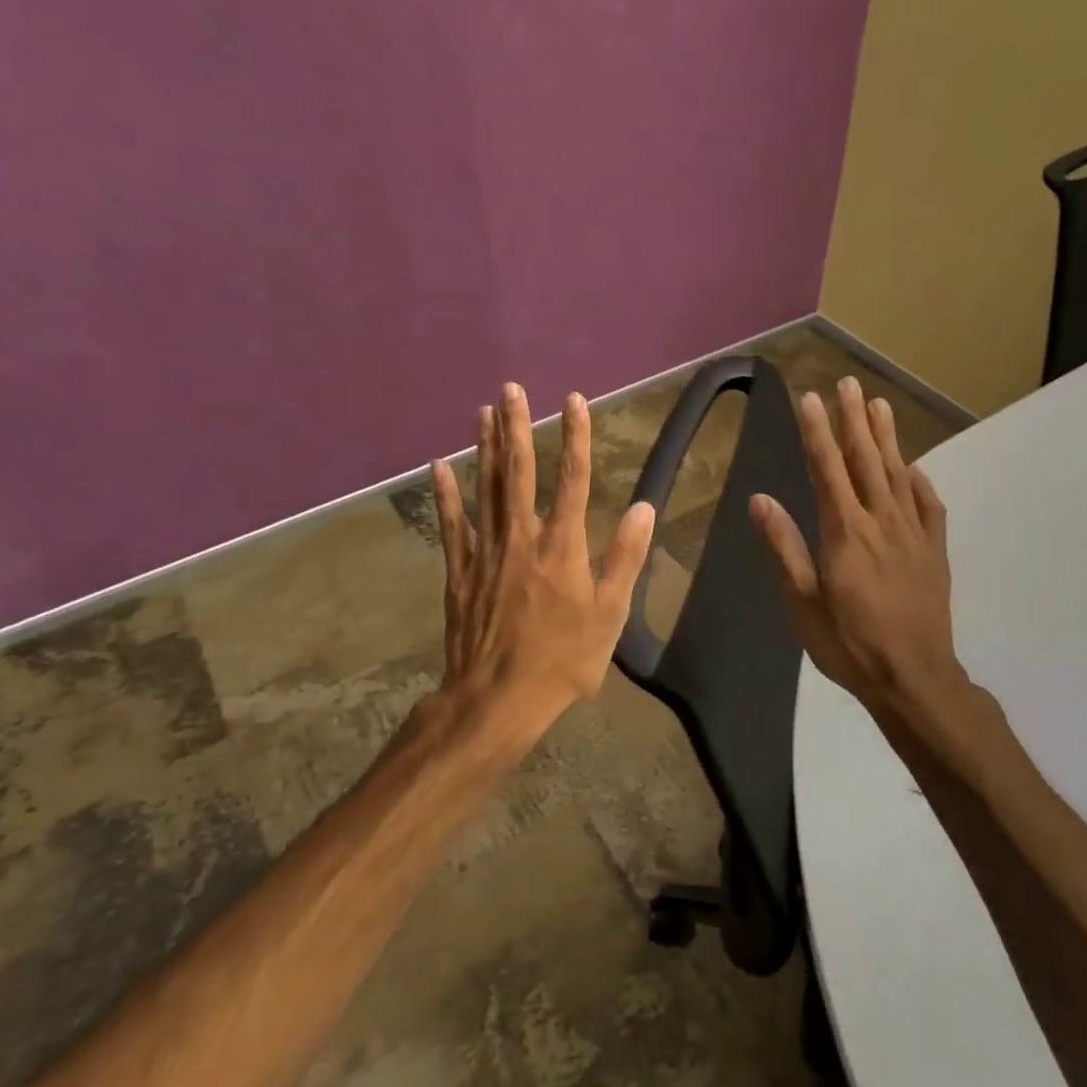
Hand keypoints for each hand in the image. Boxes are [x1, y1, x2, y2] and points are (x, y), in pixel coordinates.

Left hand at [430, 382, 654, 743]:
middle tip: (512, 389)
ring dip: (486, 448)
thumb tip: (644, 507)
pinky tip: (442, 465)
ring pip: (486, 489)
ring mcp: (486, 552)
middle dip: (518, 427)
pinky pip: (452, 524)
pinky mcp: (460, 571)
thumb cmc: (563, 659)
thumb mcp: (610, 614)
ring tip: (484, 411)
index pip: (573, 479)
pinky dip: (447, 494)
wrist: (498, 698)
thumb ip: (625, 557)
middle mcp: (522, 537)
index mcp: (563, 546)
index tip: (575, 400)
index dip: (576, 437)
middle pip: (520, 472)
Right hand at [749, 377, 984, 768]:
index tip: (811, 399)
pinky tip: (913, 468)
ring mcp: (913, 534)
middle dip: (853, 420)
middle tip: (848, 383)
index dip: (818, 432)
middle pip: (865, 461)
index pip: (828, 470)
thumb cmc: (849, 643)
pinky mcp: (934, 551)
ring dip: (886, 438)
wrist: (914, 677)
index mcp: (845, 532)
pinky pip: (929, 506)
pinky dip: (919, 482)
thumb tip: (760, 499)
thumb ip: (784, 547)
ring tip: (879, 405)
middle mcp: (881, 522)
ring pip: (897, 474)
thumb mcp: (803, 602)